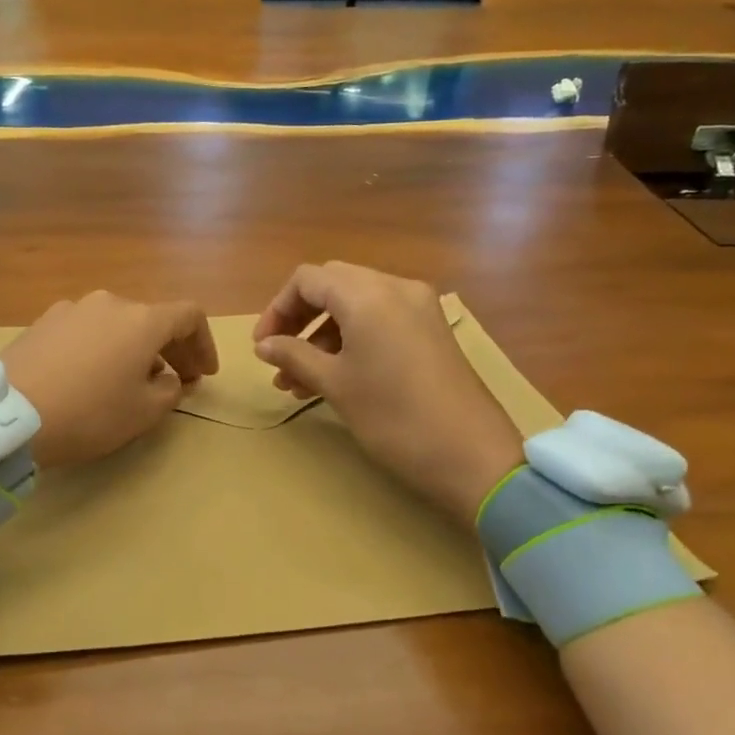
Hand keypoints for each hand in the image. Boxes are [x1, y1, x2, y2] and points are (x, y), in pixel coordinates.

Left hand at [3, 291, 217, 467]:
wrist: (9, 414)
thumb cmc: (89, 413)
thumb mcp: (143, 412)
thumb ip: (170, 391)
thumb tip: (169, 378)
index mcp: (142, 320)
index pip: (189, 316)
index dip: (204, 344)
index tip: (204, 374)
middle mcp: (109, 303)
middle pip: (151, 318)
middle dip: (171, 349)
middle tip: (177, 380)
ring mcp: (71, 309)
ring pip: (117, 324)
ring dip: (134, 348)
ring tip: (131, 381)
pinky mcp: (42, 322)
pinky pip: (86, 330)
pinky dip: (101, 347)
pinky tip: (91, 376)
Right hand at [252, 262, 523, 521]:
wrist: (471, 454)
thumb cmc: (393, 416)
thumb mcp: (335, 384)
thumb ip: (294, 356)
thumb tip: (263, 345)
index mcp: (367, 295)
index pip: (307, 280)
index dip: (277, 309)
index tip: (262, 346)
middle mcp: (395, 288)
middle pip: (332, 286)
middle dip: (299, 319)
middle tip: (279, 356)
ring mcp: (418, 308)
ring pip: (355, 304)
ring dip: (322, 334)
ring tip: (298, 380)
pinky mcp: (431, 330)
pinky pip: (380, 320)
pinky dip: (351, 339)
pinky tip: (332, 377)